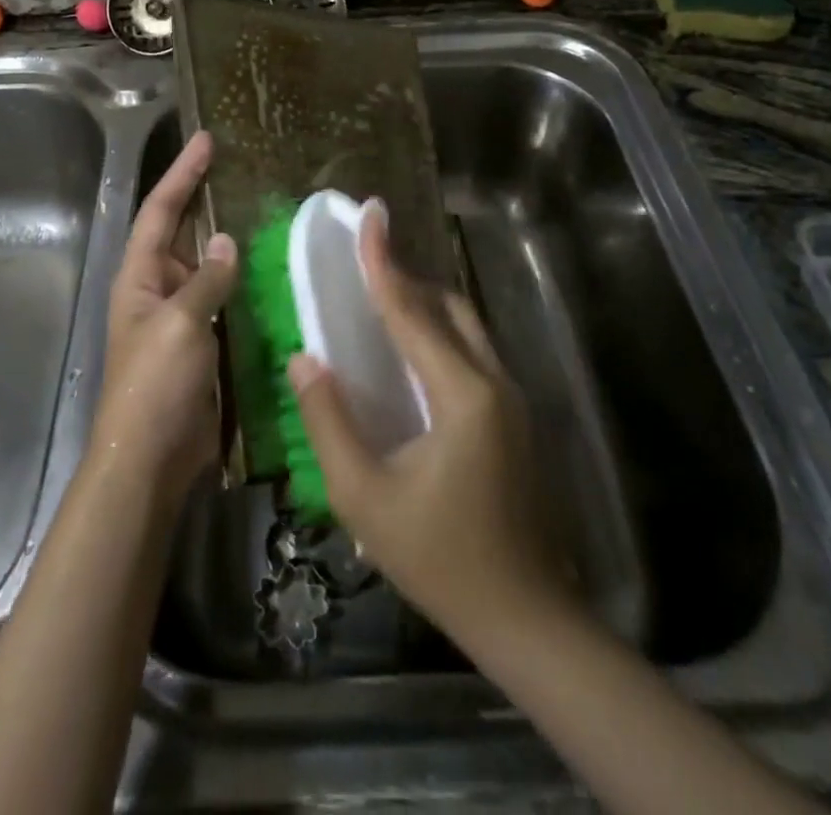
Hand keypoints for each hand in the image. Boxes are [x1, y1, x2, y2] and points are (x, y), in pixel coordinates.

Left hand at [96, 130, 237, 496]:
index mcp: (140, 276)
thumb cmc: (156, 384)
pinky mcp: (204, 340)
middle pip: (181, 230)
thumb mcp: (179, 324)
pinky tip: (271, 267)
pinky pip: (224, 297)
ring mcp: (182, 315)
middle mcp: (158, 288)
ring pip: (207, 264)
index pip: (159, 210)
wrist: (152, 457)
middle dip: (204, 197)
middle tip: (239, 165)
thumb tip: (225, 241)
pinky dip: (243, 279)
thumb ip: (205, 279)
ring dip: (228, 238)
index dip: (182, 173)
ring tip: (263, 207)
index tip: (206, 140)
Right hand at [286, 207, 569, 637]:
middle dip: (407, 278)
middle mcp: (496, 381)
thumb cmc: (438, 558)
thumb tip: (304, 358)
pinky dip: (440, 336)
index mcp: (463, 393)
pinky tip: (412, 357)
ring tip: (381, 301)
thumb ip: (329, 422)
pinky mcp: (517, 418)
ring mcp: (514, 399)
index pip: (412, 310)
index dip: (382, 259)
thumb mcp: (364, 497)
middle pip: (449, 307)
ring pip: (467, 327)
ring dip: (426, 306)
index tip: (369, 212)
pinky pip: (474, 353)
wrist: (526, 618)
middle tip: (365, 263)